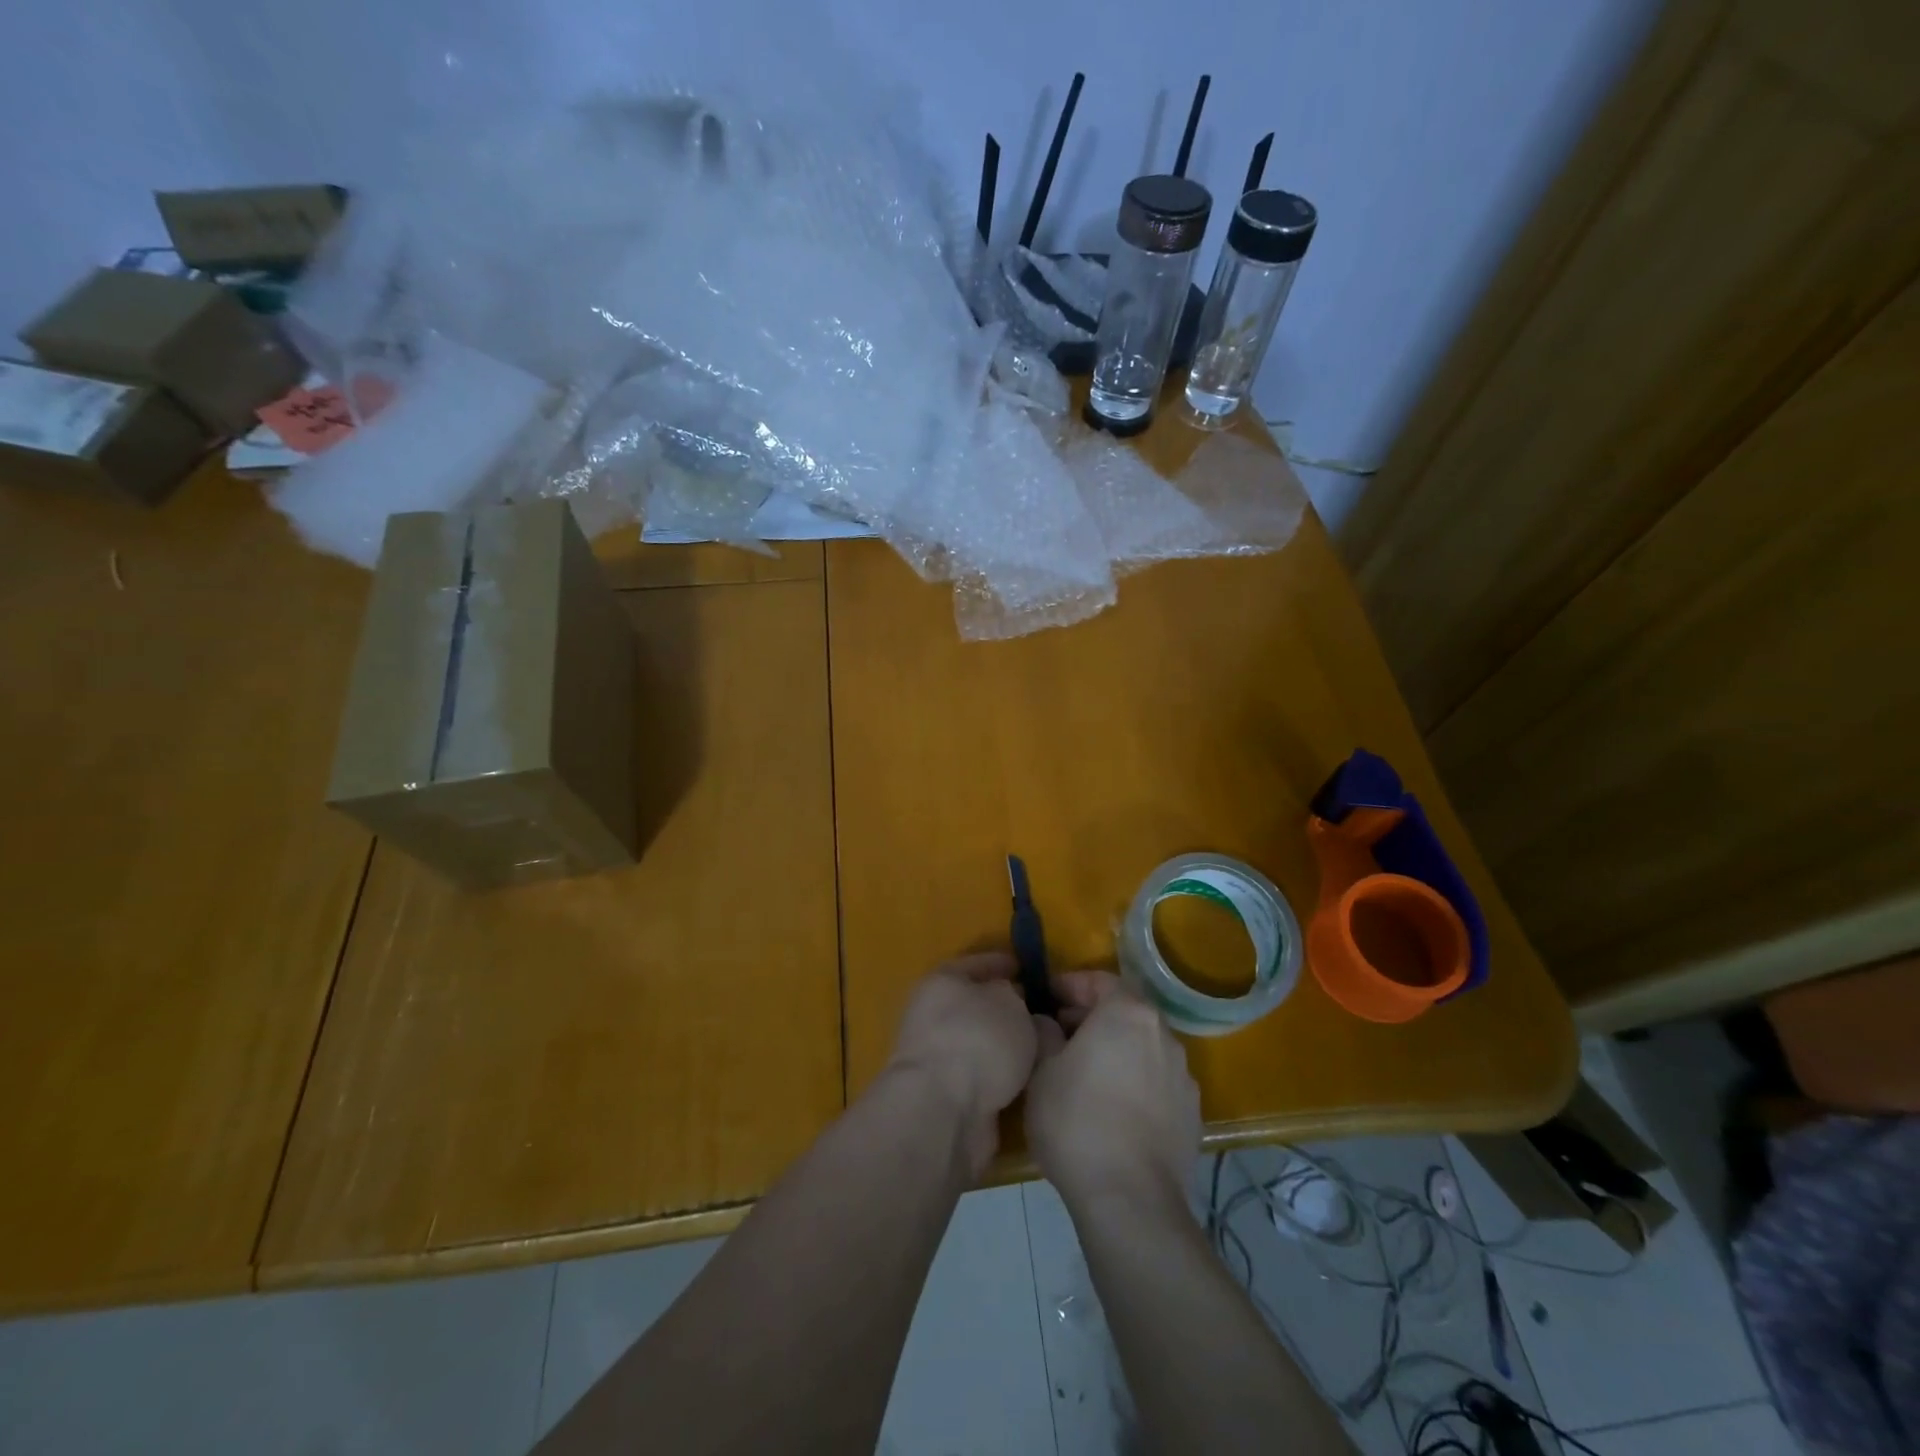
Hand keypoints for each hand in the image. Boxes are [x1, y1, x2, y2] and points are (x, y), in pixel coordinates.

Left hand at [884, 954, 1043, 1175]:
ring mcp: (938, 1059)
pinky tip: (1032, 1080)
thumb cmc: (977, 1040)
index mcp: (941, 982)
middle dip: (1008, 1010)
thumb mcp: (1009, 1002)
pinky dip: (1005, 1078)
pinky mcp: (948, 1098)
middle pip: (978, 1007)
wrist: (944, 1113)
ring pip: (982, 1045)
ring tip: (1046, 1049)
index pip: (977, 963)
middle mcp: (933, 1017)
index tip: (1027, 968)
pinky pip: (985, 1078)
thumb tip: (1015, 1004)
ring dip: (1008, 1048)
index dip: (1003, 963)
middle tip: (1043, 1012)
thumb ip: (1016, 997)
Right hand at [1025, 971, 1199, 1212]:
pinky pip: (1156, 1084)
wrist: (1130, 1200)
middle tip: (1057, 1036)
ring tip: (1083, 1076)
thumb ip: (1044, 1032)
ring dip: (1114, 1052)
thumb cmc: (1076, 1120)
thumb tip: (1048, 1022)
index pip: (1100, 980)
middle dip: (1091, 1019)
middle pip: (1124, 1013)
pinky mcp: (1192, 1116)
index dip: (1070, 985)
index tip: (1045, 998)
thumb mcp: (1041, 1069)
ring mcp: (1184, 1077)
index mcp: (1129, 1014)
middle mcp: (1164, 1036)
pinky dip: (1133, 1084)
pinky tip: (1111, 1110)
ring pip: (1142, 1049)